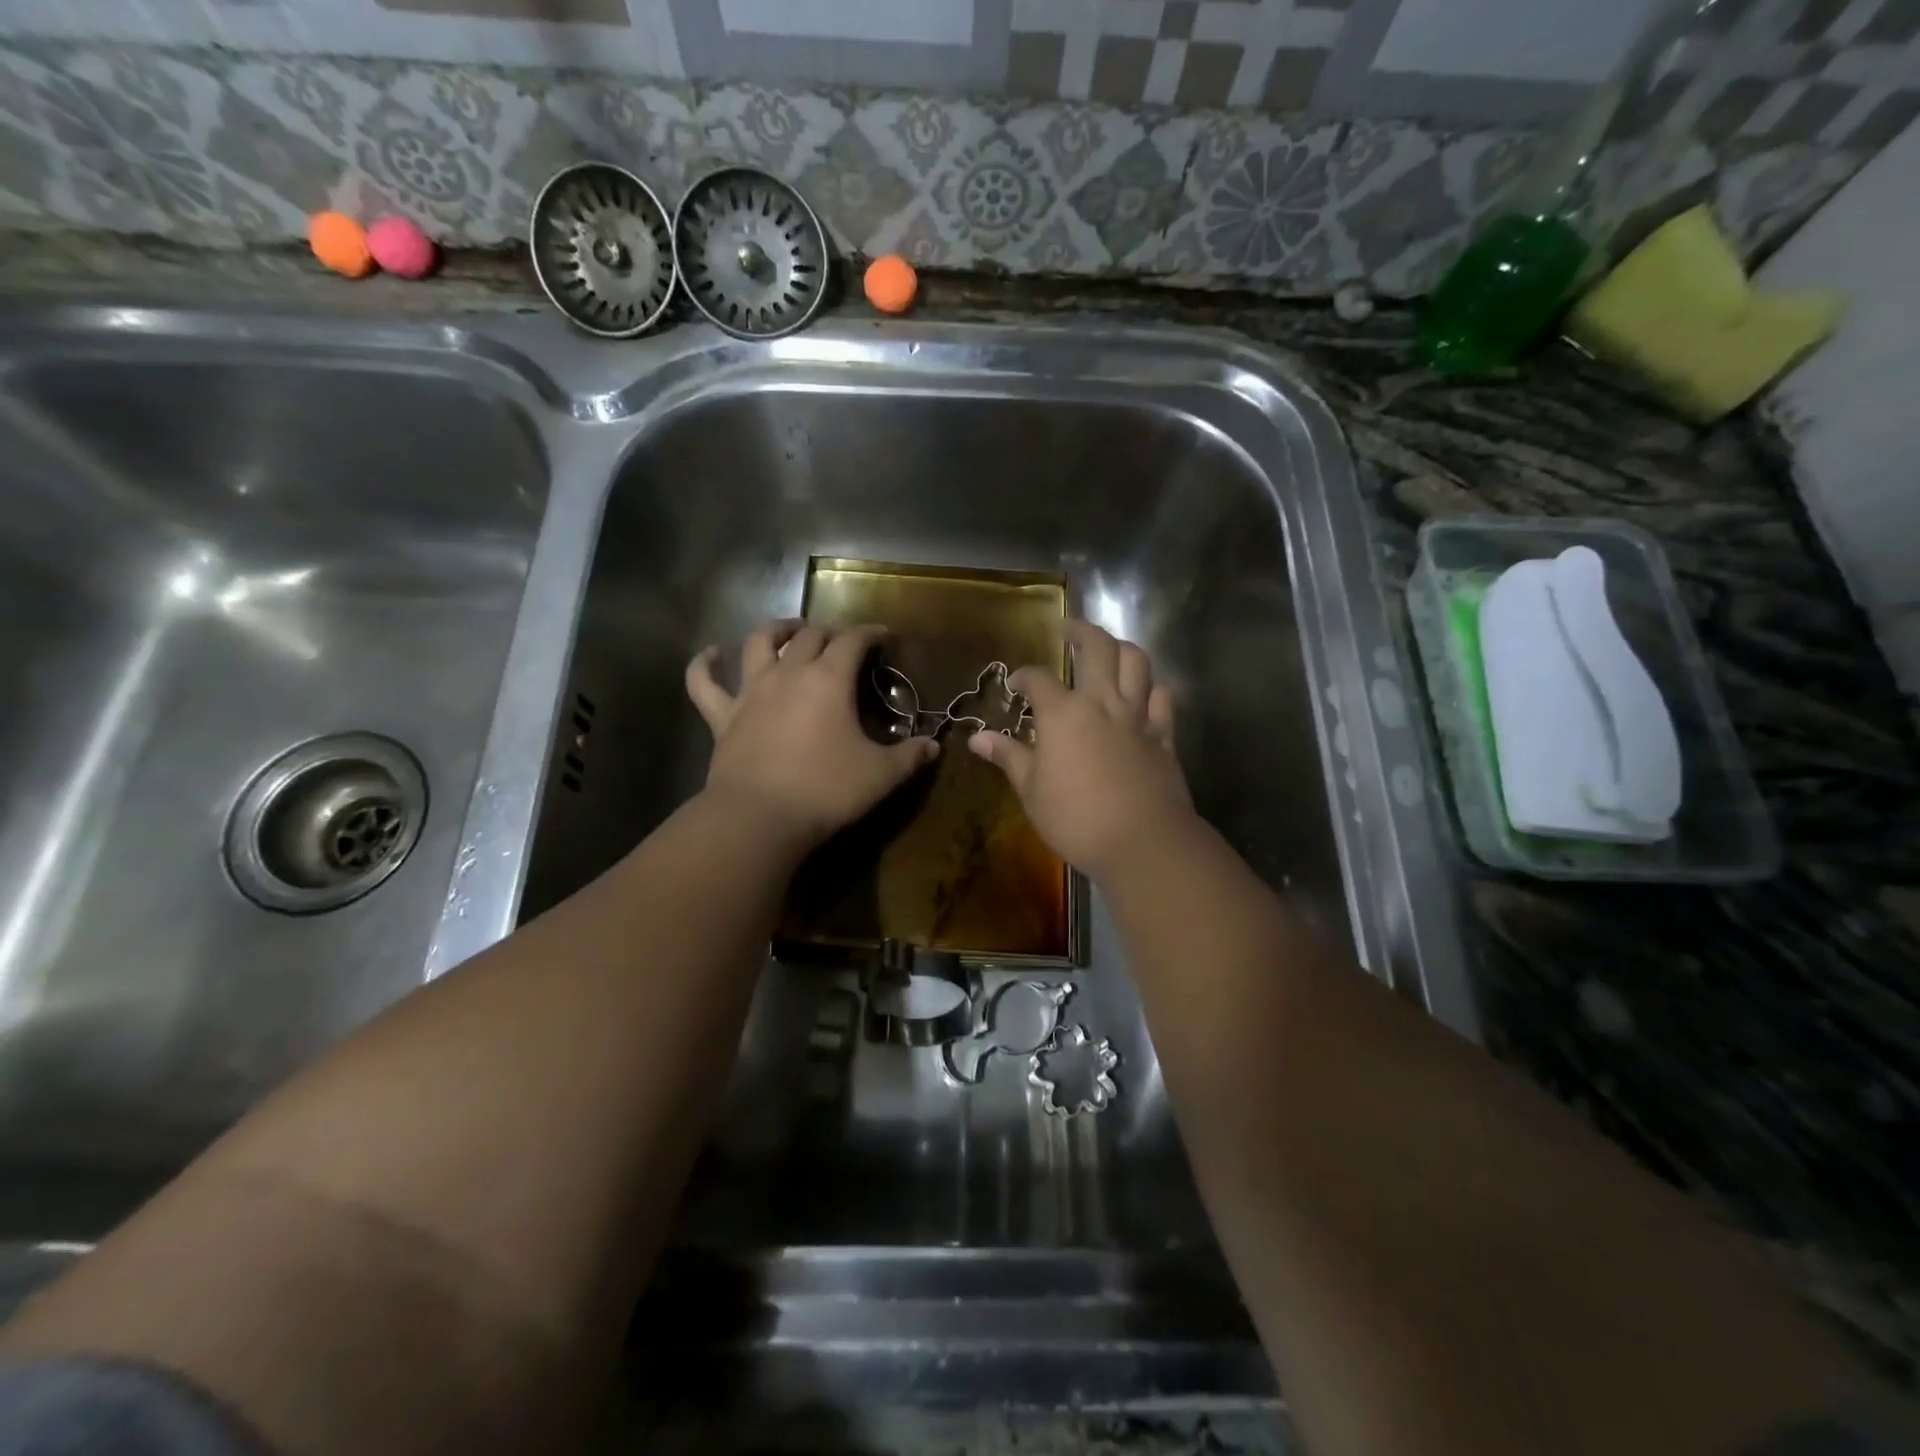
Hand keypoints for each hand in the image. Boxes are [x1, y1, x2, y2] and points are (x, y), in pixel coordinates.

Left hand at [686, 621, 938, 847]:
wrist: (759, 818)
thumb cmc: (826, 791)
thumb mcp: (880, 776)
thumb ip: (910, 757)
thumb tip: (934, 746)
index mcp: (829, 679)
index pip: (853, 641)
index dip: (871, 633)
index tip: (884, 636)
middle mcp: (789, 673)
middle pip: (810, 637)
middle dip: (830, 632)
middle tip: (843, 642)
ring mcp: (751, 691)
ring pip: (759, 643)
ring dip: (777, 630)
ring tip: (790, 630)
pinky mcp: (723, 716)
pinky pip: (704, 682)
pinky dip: (704, 664)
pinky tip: (712, 654)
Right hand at [968, 620, 1194, 880]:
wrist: (1143, 841)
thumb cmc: (1076, 819)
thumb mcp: (1031, 791)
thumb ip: (1008, 756)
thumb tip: (976, 737)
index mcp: (1063, 714)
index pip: (1038, 679)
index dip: (1024, 676)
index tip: (1016, 683)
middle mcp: (1102, 703)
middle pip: (1097, 647)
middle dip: (1081, 631)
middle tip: (1068, 629)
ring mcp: (1137, 716)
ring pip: (1136, 662)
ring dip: (1121, 648)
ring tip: (1108, 650)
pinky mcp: (1163, 735)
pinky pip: (1161, 698)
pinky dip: (1151, 688)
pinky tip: (1143, 692)